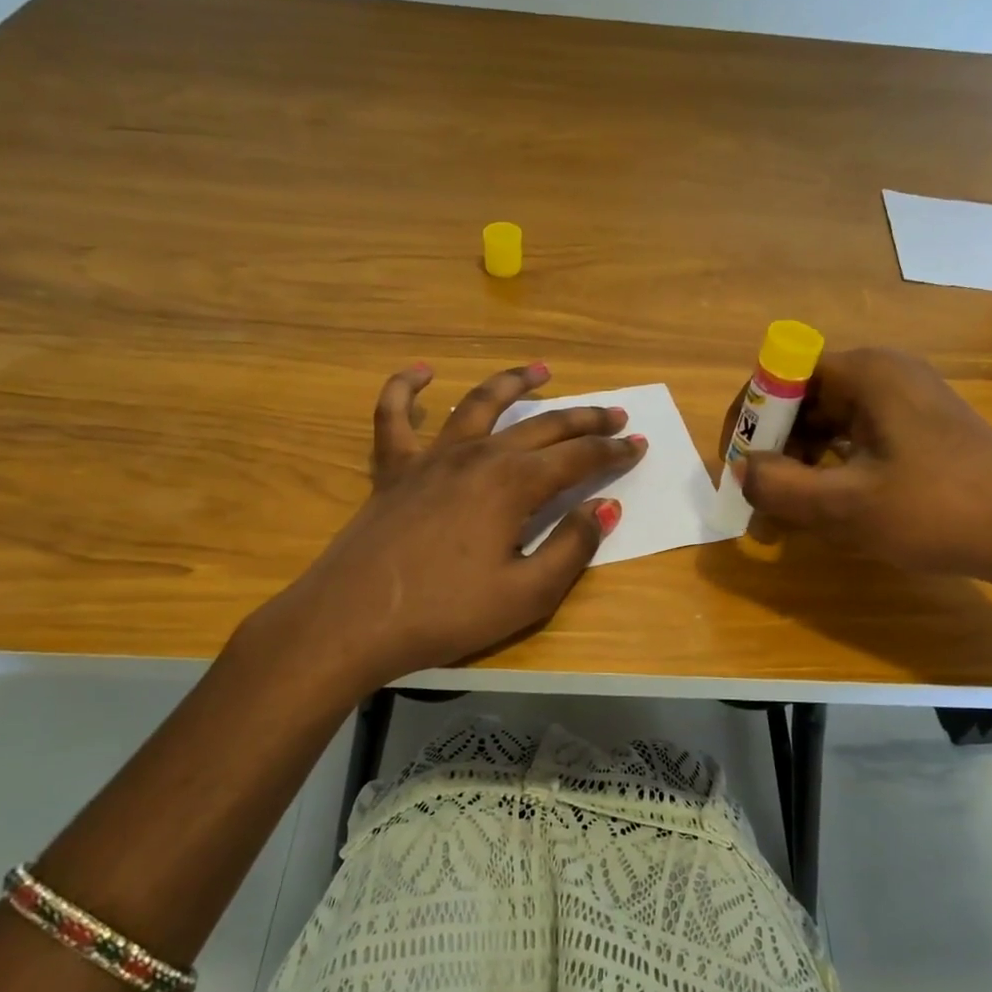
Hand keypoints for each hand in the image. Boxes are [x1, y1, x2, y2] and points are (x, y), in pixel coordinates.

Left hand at [238, 362, 644, 691]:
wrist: (352, 621)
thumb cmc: (446, 613)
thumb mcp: (527, 594)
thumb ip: (572, 546)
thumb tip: (605, 506)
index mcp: (514, 484)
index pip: (578, 458)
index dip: (613, 452)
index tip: (639, 445)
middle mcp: (478, 456)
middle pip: (542, 426)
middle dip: (585, 418)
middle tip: (615, 414)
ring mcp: (431, 457)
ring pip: (479, 404)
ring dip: (514, 383)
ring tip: (542, 369)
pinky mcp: (393, 469)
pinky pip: (393, 416)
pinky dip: (405, 388)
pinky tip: (420, 372)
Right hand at [732, 347, 991, 635]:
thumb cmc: (941, 511)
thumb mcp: (848, 505)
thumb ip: (780, 486)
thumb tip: (741, 471)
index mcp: (866, 373)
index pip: (780, 374)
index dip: (750, 417)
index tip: (736, 466)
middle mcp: (882, 375)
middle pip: (802, 401)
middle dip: (772, 452)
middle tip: (758, 504)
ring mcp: (903, 402)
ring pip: (826, 426)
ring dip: (798, 468)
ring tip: (785, 520)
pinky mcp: (917, 431)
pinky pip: (853, 441)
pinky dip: (829, 472)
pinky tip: (826, 511)